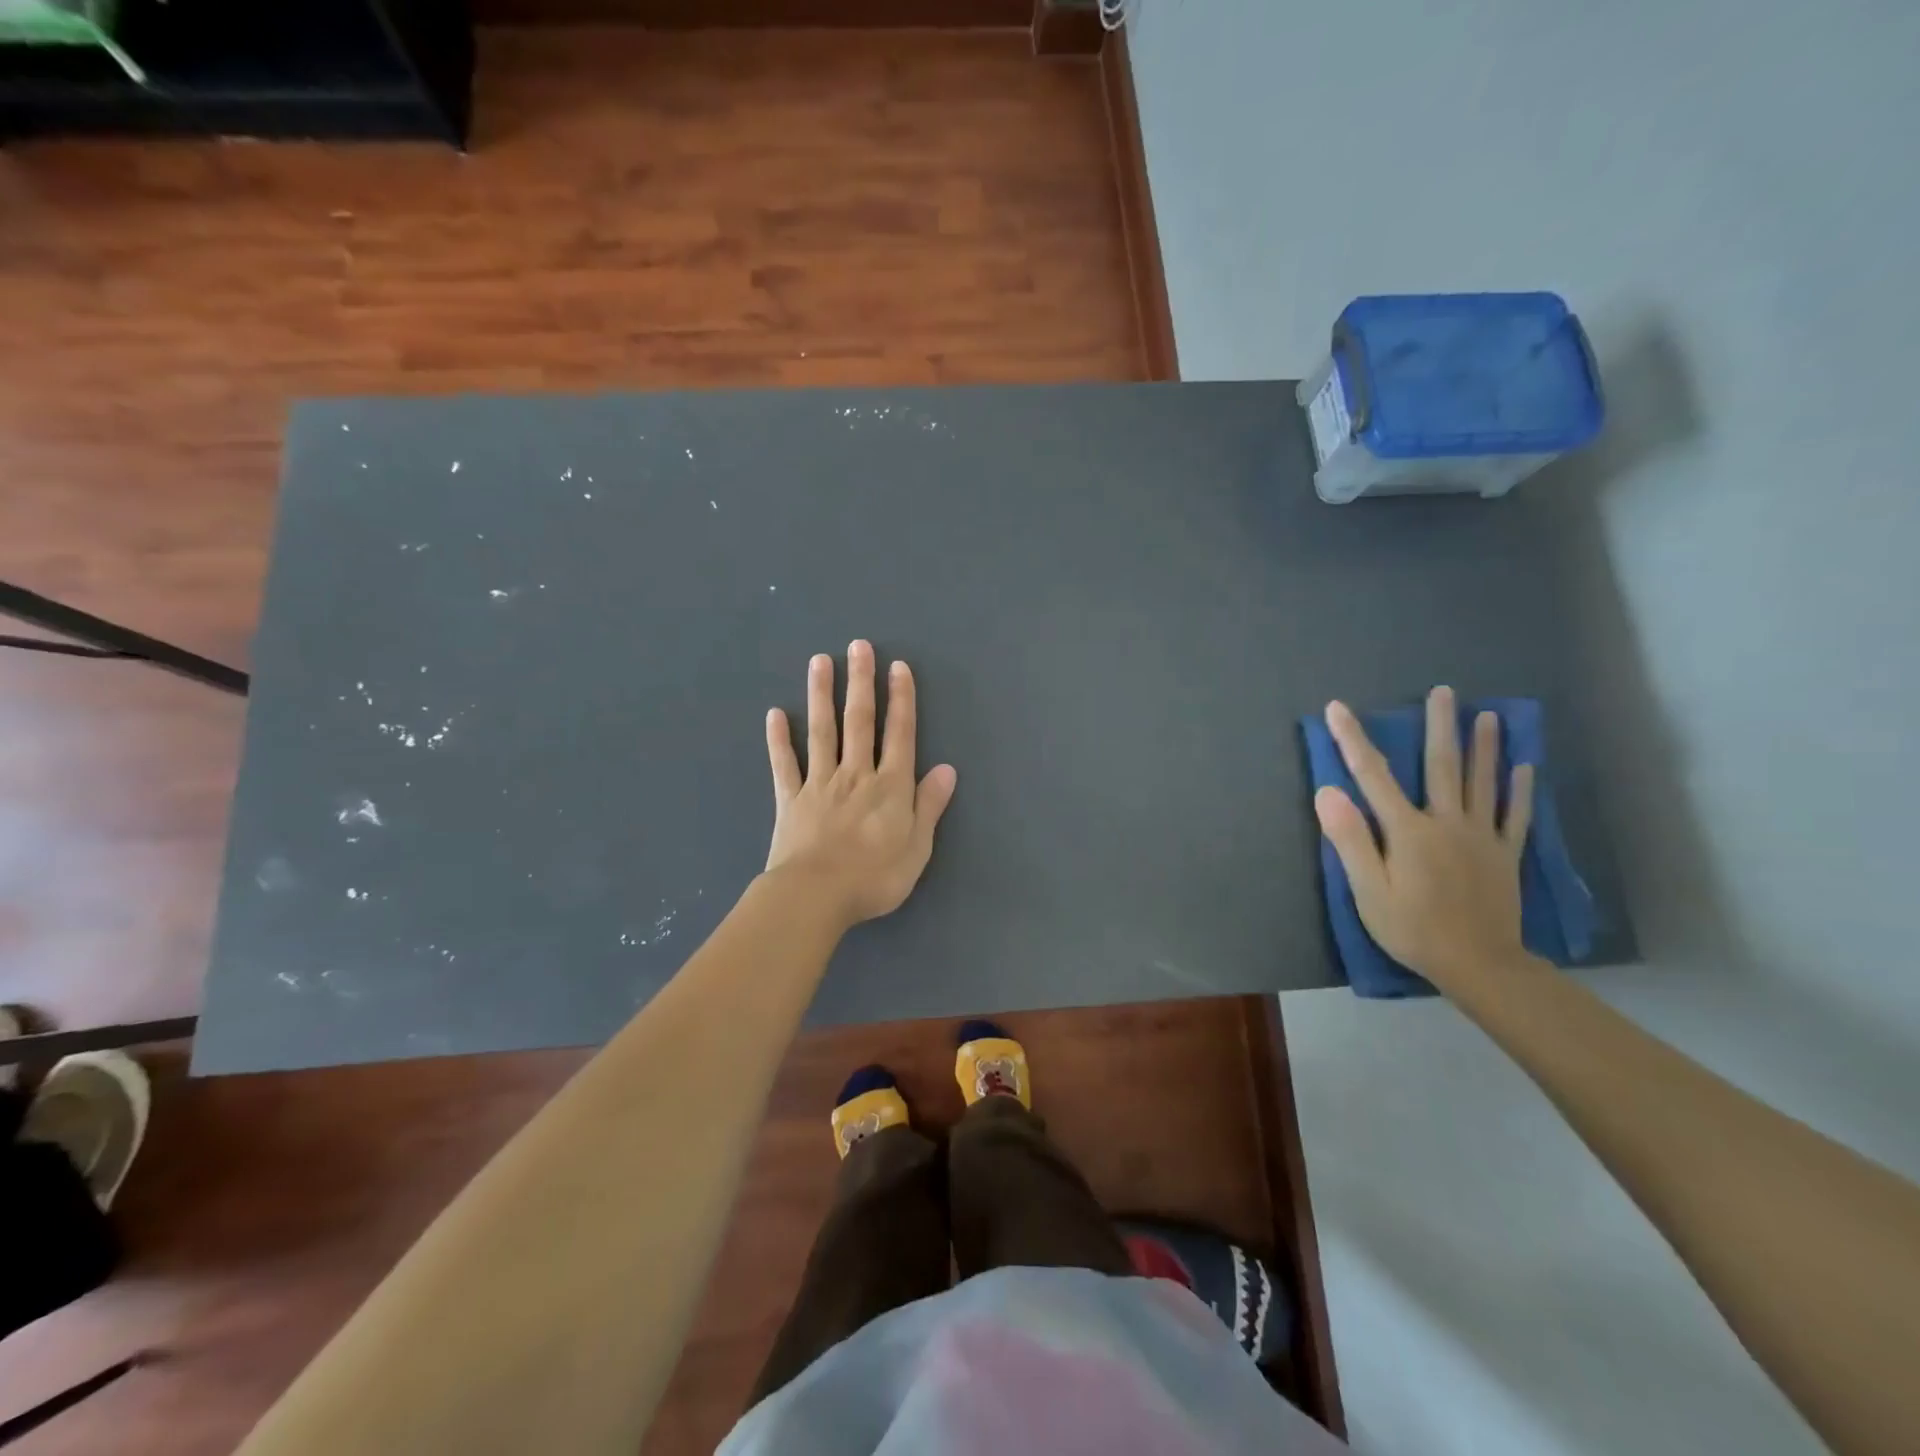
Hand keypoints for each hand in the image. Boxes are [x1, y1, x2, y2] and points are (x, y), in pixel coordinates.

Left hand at [764, 641, 957, 928]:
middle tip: (858, 645)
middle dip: (861, 682)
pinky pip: (785, 764)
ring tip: (819, 662)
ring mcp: (820, 783)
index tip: (898, 667)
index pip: (899, 734)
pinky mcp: (790, 799)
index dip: (901, 699)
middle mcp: (856, 774)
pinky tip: (775, 714)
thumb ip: (929, 806)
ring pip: (822, 731)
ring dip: (822, 695)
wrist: (816, 896)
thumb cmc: (874, 878)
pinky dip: (779, 739)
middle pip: (859, 721)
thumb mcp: (917, 848)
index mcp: (890, 786)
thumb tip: (946, 769)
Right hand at [1314, 685, 1534, 990]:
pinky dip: (1520, 789)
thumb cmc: (1412, 928)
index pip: (1372, 776)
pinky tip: (1523, 767)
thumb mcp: (1367, 890)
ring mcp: (1481, 837)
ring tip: (1487, 715)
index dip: (1352, 740)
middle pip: (1441, 766)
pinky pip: (1514, 815)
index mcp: (1408, 831)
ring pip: (1482, 782)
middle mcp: (1447, 823)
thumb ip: (1350, 839)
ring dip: (1483, 746)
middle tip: (1444, 691)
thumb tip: (1328, 791)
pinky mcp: (1505, 855)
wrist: (1480, 965)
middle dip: (1439, 726)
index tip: (1337, 708)